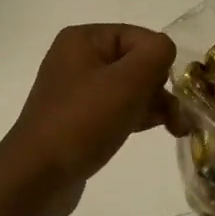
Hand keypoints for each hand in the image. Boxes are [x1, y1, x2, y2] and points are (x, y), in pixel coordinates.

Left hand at [0, 24, 182, 215]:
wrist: (37, 177)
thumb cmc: (83, 122)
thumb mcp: (127, 81)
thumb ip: (156, 54)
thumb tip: (165, 52)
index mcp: (83, 39)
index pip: (141, 38)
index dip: (159, 64)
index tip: (169, 94)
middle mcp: (76, 58)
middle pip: (135, 62)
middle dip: (160, 88)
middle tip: (177, 119)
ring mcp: (75, 90)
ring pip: (128, 88)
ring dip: (153, 105)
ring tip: (174, 129)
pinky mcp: (77, 118)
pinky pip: (115, 108)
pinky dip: (134, 116)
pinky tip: (147, 131)